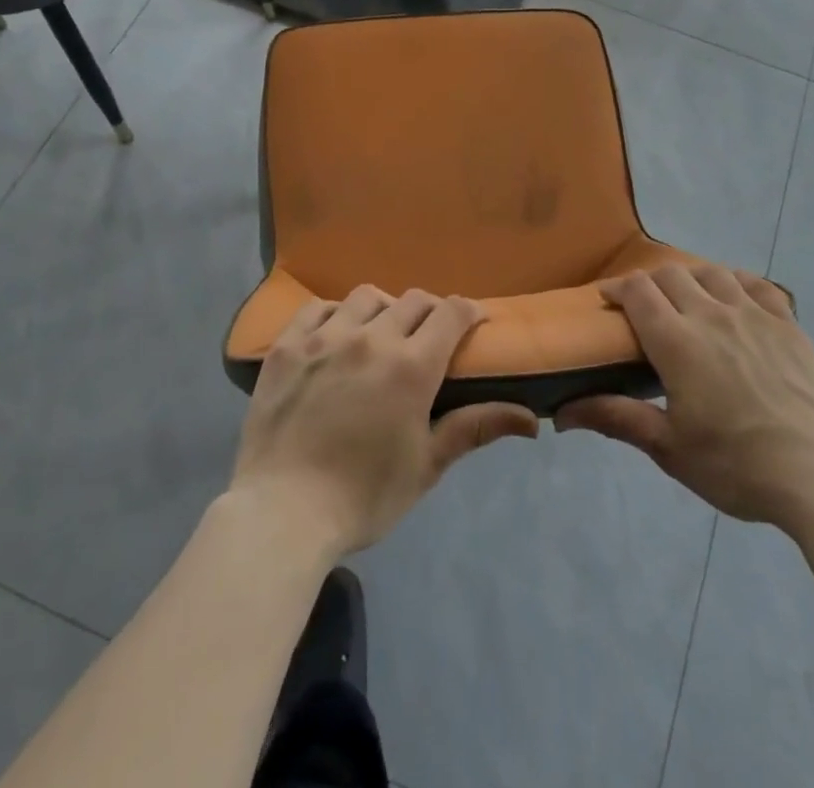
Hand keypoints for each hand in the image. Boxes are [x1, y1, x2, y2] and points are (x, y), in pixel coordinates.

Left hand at [230, 286, 537, 557]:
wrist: (281, 515)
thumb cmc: (363, 496)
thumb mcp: (426, 466)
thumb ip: (475, 428)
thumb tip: (532, 419)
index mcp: (411, 366)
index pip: (451, 313)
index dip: (468, 311)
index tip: (473, 322)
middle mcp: (371, 338)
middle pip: (413, 300)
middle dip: (430, 312)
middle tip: (428, 338)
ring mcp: (325, 337)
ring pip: (366, 297)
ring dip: (383, 309)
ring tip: (379, 335)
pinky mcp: (287, 345)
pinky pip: (317, 308)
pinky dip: (334, 315)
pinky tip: (334, 336)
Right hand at [556, 264, 813, 532]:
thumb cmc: (738, 466)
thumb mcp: (670, 449)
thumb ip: (617, 419)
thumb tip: (561, 414)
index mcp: (677, 342)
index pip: (638, 292)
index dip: (618, 288)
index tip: (607, 299)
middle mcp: (712, 314)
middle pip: (671, 275)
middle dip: (649, 282)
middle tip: (644, 306)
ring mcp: (754, 315)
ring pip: (712, 273)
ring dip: (691, 278)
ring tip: (687, 298)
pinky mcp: (788, 324)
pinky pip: (757, 284)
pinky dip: (737, 281)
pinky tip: (734, 295)